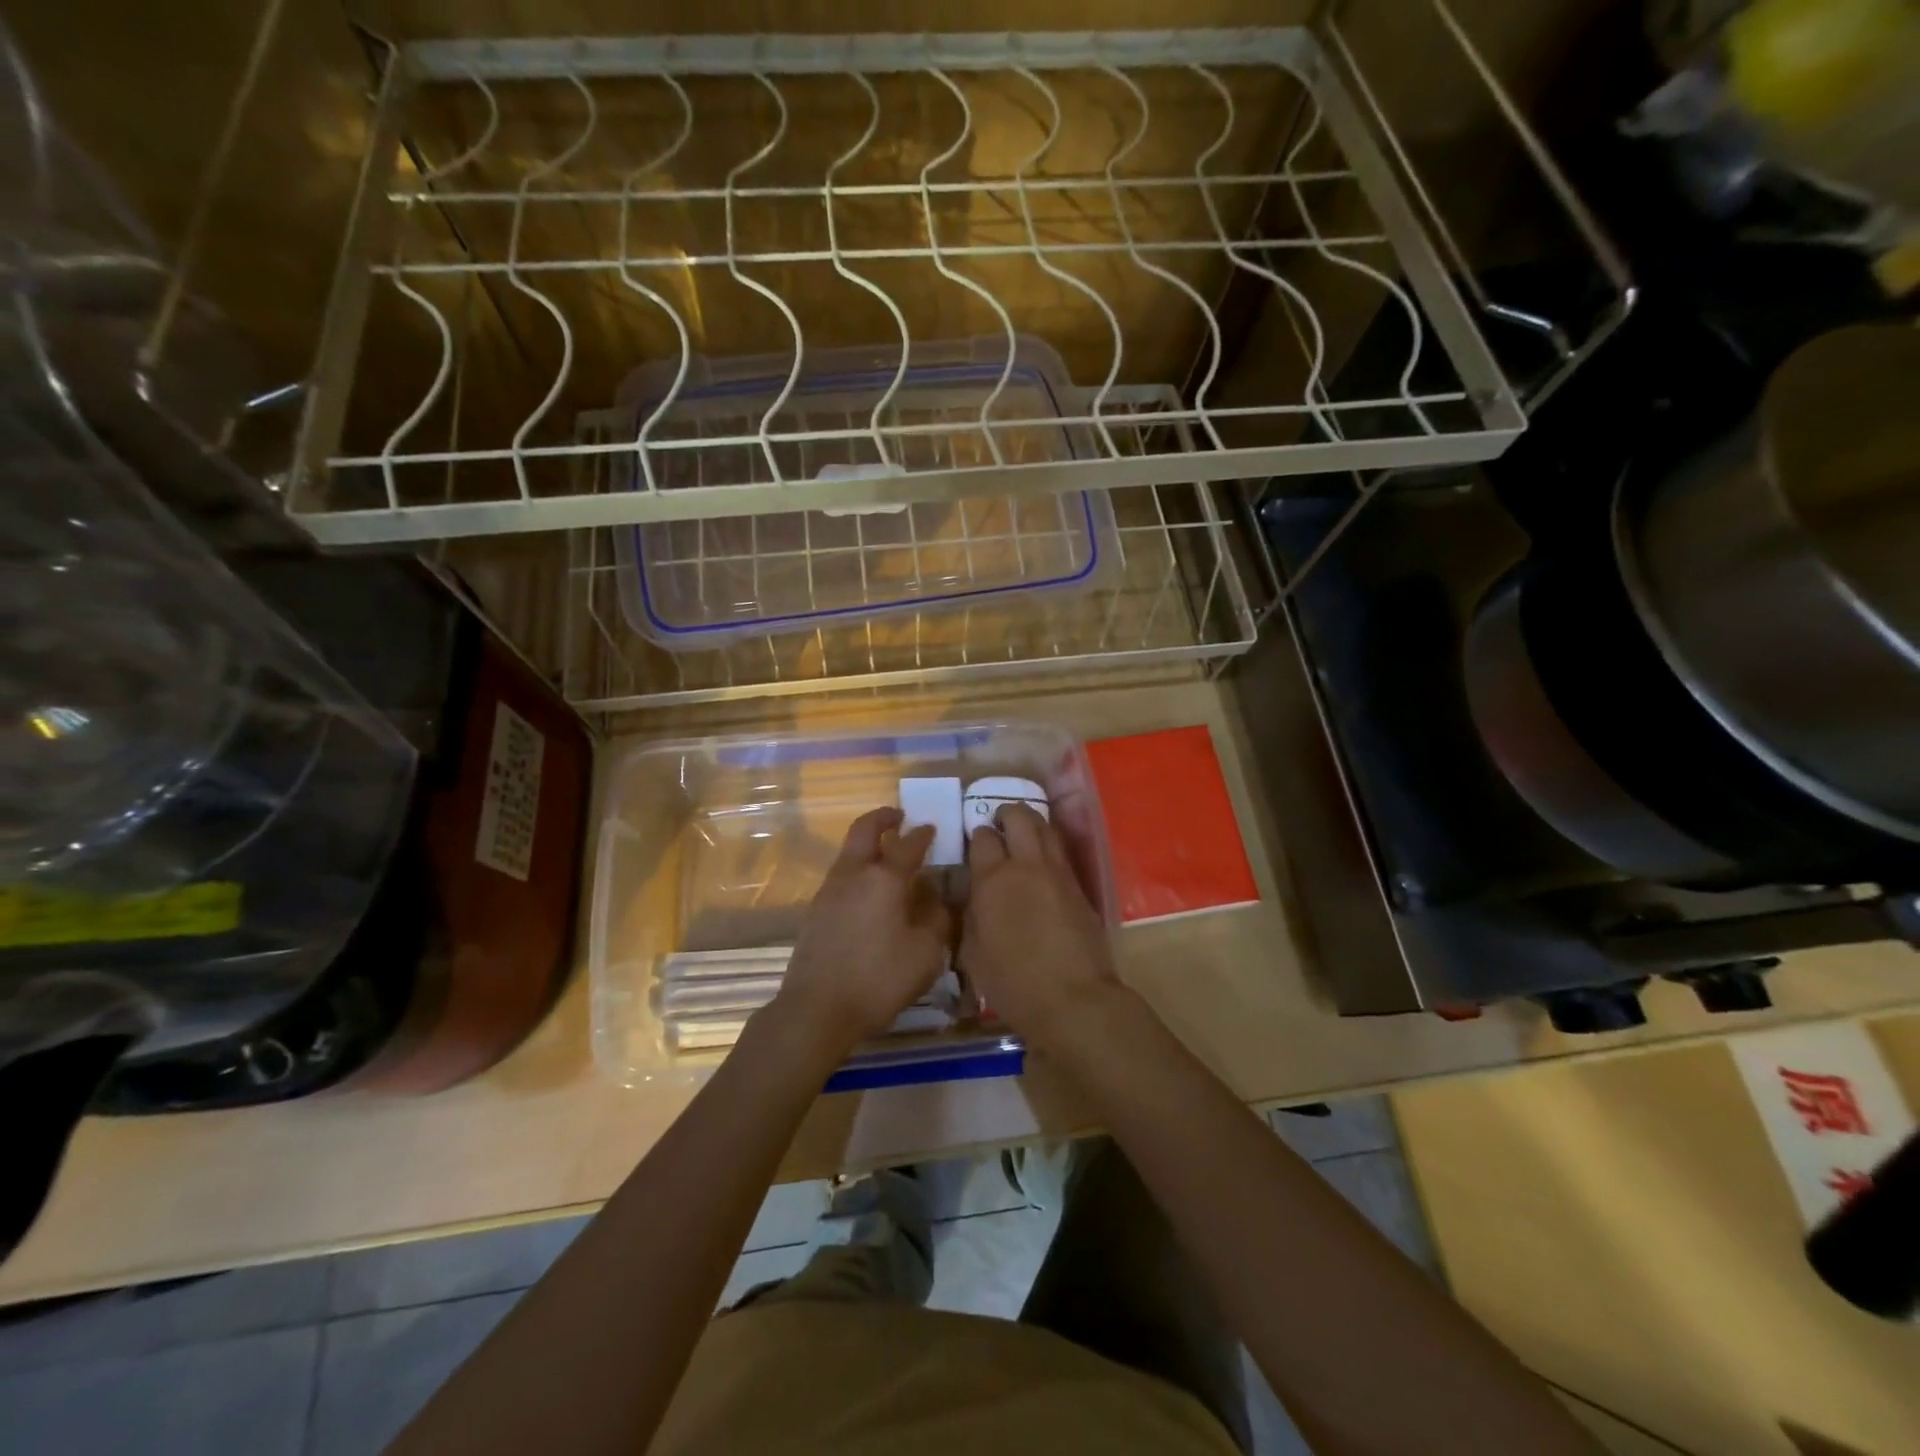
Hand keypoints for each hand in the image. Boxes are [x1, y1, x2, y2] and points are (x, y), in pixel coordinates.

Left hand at [771, 807, 952, 1054]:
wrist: (816, 1008)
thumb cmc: (879, 978)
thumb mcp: (926, 953)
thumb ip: (937, 919)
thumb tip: (938, 898)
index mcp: (884, 878)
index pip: (908, 844)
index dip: (923, 834)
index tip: (932, 828)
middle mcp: (853, 875)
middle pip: (864, 831)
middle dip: (882, 818)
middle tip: (898, 816)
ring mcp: (829, 891)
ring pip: (849, 853)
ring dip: (868, 844)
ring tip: (887, 855)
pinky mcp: (815, 912)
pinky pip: (841, 876)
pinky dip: (858, 870)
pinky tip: (870, 894)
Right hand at [960, 803, 1117, 1048]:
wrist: (1074, 999)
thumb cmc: (1014, 984)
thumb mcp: (973, 954)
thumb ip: (971, 917)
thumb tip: (973, 900)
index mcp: (993, 880)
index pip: (982, 838)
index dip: (977, 835)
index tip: (974, 843)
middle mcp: (1026, 866)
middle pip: (1019, 817)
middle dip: (1006, 814)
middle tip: (999, 824)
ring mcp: (1058, 873)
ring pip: (1046, 828)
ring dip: (1032, 824)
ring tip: (1022, 835)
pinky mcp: (1080, 886)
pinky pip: (1061, 853)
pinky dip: (1049, 847)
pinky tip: (1042, 862)